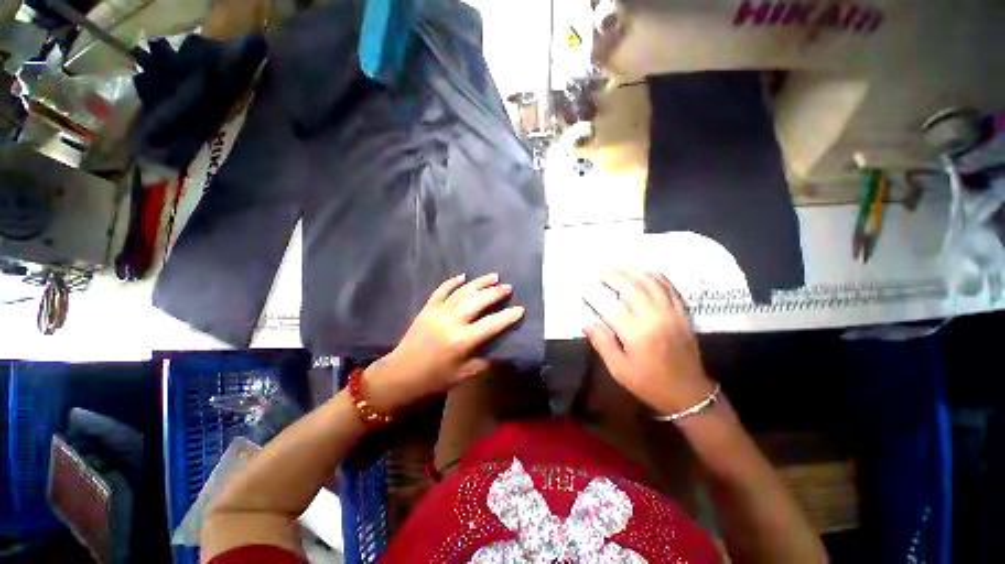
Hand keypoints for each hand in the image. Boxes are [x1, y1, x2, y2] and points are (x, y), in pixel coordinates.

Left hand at [364, 273, 524, 410]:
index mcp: (463, 340)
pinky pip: (441, 290)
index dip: (508, 316)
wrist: (401, 374)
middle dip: (496, 293)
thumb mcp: (464, 375)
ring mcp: (438, 312)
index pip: (492, 324)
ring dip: (479, 282)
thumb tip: (502, 351)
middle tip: (508, 287)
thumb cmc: (435, 378)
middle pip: (479, 301)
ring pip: (463, 291)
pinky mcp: (428, 308)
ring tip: (493, 276)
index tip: (520, 309)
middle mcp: (452, 321)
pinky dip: (453, 281)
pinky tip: (463, 276)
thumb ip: (485, 361)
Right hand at [583, 270, 715, 416]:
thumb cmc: (650, 384)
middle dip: (610, 275)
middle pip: (630, 286)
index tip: (582, 287)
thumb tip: (585, 321)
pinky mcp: (682, 311)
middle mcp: (655, 317)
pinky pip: (668, 285)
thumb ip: (601, 343)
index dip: (594, 294)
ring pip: (649, 280)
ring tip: (614, 269)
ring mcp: (671, 311)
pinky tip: (640, 271)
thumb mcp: (619, 369)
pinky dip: (653, 274)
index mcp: (637, 334)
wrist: (689, 393)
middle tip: (595, 271)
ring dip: (629, 271)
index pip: (610, 305)